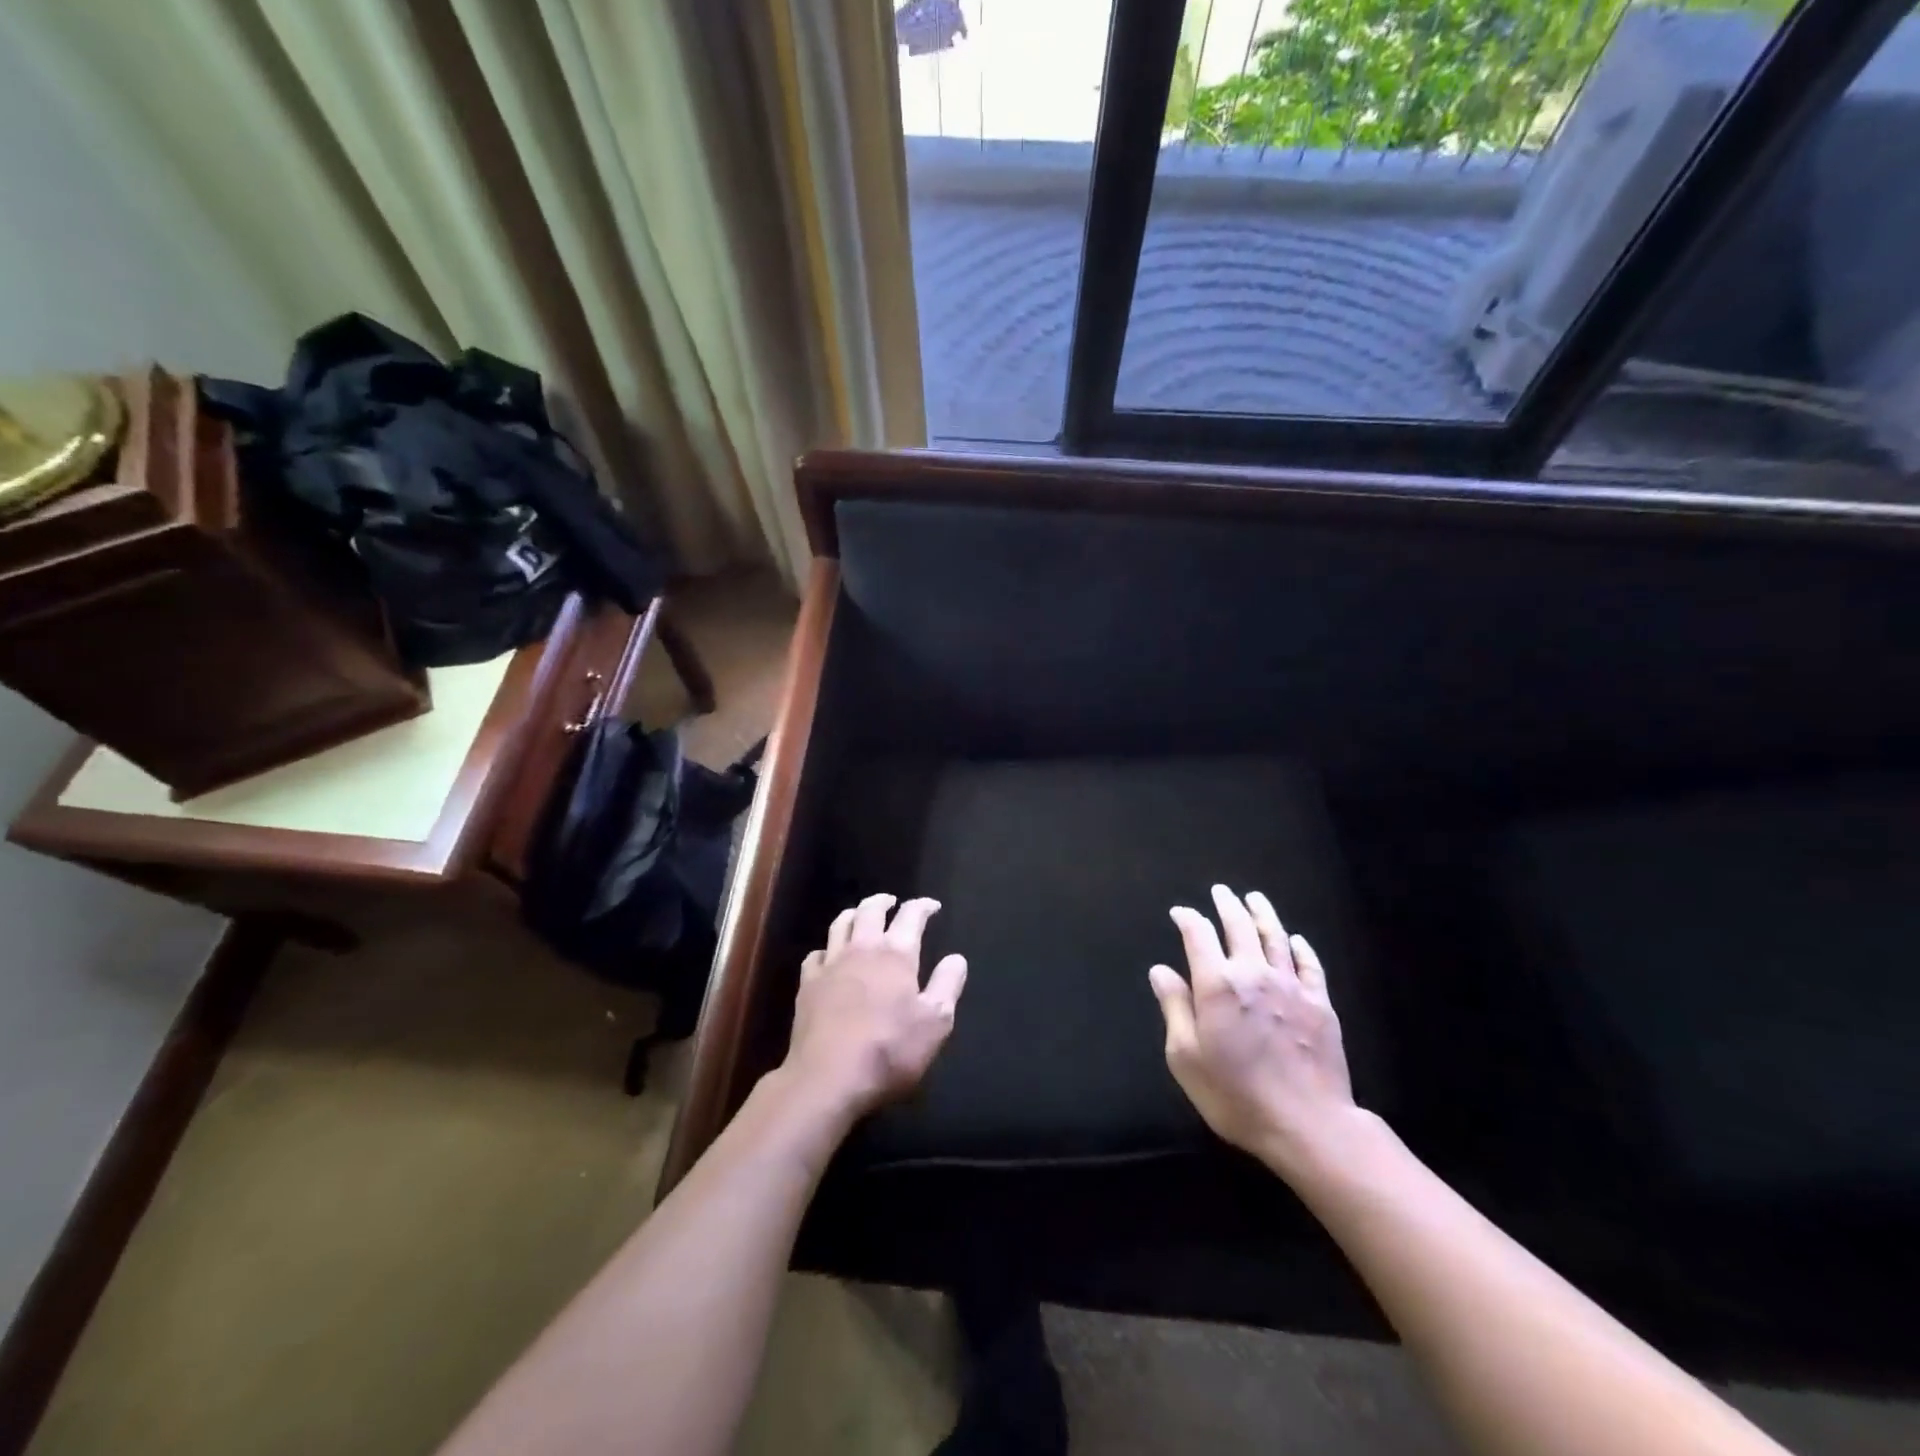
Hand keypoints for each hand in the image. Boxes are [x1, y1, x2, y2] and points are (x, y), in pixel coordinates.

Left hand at [783, 893, 968, 1122]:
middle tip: (892, 901)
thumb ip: (947, 985)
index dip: (923, 906)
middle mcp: (862, 948)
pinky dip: (827, 949)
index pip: (911, 915)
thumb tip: (956, 958)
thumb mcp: (935, 1023)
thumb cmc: (889, 1050)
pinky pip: (816, 954)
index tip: (932, 906)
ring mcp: (831, 964)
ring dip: (854, 914)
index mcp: (896, 954)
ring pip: (840, 924)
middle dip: (884, 901)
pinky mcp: (807, 984)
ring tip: (861, 915)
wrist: (828, 1078)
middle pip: (870, 910)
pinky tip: (829, 956)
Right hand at [1148, 885, 1362, 1179]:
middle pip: (1239, 927)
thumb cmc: (1235, 1095)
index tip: (1180, 912)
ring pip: (1275, 938)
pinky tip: (1295, 940)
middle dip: (1227, 906)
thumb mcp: (1186, 1057)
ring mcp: (1291, 987)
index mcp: (1217, 985)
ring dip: (1263, 914)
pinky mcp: (1320, 1004)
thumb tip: (1161, 970)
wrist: (1308, 1125)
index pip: (1198, 936)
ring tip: (1254, 898)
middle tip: (1221, 891)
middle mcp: (1253, 974)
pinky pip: (1310, 965)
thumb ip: (1175, 1008)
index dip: (1188, 919)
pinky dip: (1300, 947)